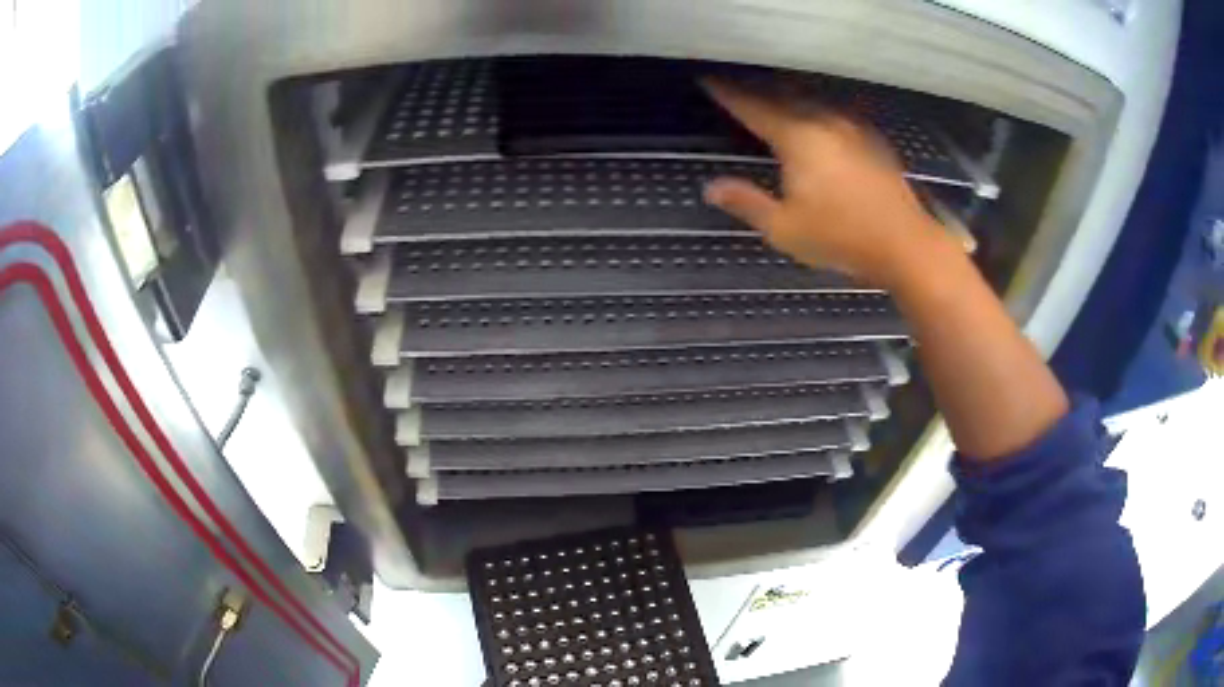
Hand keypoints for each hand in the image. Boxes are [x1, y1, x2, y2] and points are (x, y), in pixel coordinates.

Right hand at [702, 79, 953, 288]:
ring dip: (790, 101)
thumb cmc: (842, 238)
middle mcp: (825, 123)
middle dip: (759, 94)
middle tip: (739, 92)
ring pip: (813, 104)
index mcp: (798, 138)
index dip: (729, 94)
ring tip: (776, 104)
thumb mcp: (785, 228)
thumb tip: (711, 188)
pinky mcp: (874, 142)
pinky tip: (821, 125)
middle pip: (784, 98)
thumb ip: (747, 203)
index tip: (709, 80)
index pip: (753, 108)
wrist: (906, 245)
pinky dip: (818, 115)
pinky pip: (837, 117)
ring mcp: (854, 130)